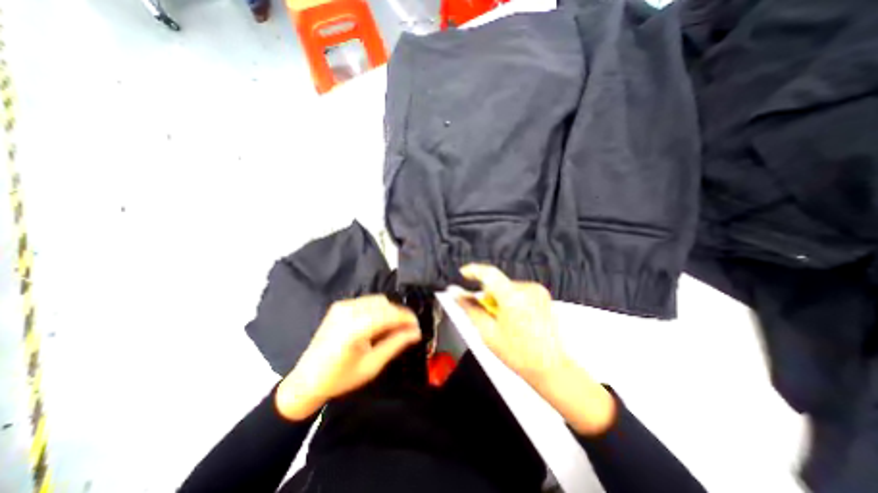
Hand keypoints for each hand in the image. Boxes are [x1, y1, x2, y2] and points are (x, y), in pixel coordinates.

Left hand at [276, 294, 423, 420]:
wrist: (307, 379)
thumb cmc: (340, 377)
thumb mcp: (372, 365)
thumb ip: (395, 344)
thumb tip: (415, 332)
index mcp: (353, 329)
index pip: (388, 314)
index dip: (406, 317)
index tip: (417, 326)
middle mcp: (347, 312)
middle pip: (384, 304)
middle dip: (399, 314)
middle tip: (407, 330)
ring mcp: (342, 306)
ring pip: (377, 300)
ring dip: (389, 311)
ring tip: (393, 328)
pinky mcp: (340, 306)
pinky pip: (367, 301)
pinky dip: (378, 309)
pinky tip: (378, 324)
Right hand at [456, 264, 565, 381]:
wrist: (551, 367)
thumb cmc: (520, 354)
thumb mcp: (487, 332)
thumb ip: (469, 308)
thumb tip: (455, 293)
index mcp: (513, 298)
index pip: (488, 273)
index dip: (473, 271)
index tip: (463, 272)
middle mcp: (528, 290)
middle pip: (497, 283)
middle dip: (488, 296)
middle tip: (488, 316)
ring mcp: (537, 291)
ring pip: (507, 287)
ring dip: (500, 299)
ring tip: (505, 322)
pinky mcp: (542, 294)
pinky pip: (518, 291)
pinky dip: (511, 300)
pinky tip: (515, 319)